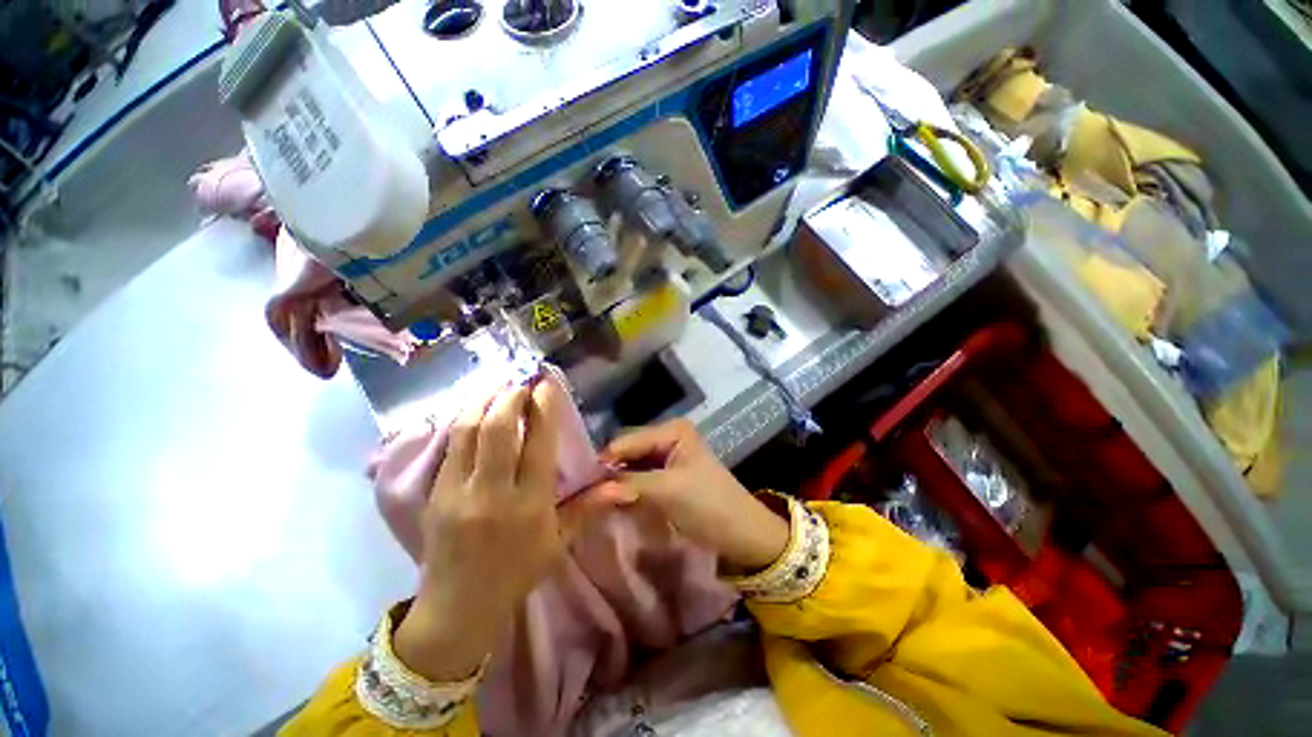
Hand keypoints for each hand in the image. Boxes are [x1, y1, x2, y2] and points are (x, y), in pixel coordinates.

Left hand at [394, 379, 606, 681]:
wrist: (458, 608)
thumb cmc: (517, 573)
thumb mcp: (558, 542)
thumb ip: (589, 507)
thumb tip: (624, 486)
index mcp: (529, 505)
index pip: (537, 444)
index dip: (543, 408)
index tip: (546, 384)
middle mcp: (492, 492)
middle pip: (498, 429)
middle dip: (510, 397)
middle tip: (521, 381)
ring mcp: (457, 492)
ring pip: (468, 431)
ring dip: (484, 401)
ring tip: (498, 386)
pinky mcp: (434, 494)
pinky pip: (450, 446)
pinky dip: (465, 420)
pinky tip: (475, 410)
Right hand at [596, 419, 789, 575]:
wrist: (742, 533)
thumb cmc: (709, 504)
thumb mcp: (668, 490)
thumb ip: (629, 486)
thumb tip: (587, 492)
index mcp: (672, 430)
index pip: (628, 440)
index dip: (604, 461)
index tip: (577, 483)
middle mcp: (667, 437)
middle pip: (627, 451)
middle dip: (607, 471)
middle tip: (581, 493)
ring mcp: (666, 457)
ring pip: (630, 466)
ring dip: (614, 482)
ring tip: (589, 498)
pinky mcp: (665, 477)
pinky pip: (638, 479)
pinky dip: (625, 490)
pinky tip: (610, 500)